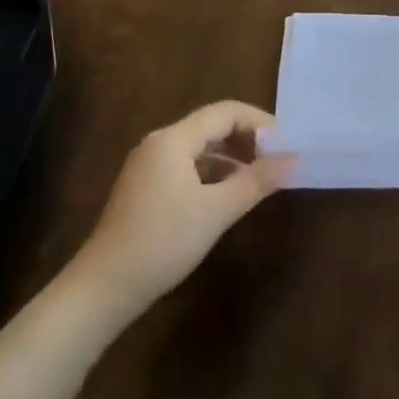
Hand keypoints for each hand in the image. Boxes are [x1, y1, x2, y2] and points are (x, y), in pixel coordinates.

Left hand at [72, 101, 293, 318]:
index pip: (225, 112)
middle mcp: (159, 143)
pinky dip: (213, 172)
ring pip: (200, 147)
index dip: (260, 122)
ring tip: (260, 179)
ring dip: (232, 157)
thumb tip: (294, 159)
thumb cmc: (163, 242)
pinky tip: (229, 195)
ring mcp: (149, 166)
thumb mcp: (217, 210)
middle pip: (212, 126)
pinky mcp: (146, 187)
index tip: (287, 144)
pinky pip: (187, 166)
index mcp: (173, 139)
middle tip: (277, 161)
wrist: (105, 286)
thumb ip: (257, 180)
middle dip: (247, 139)